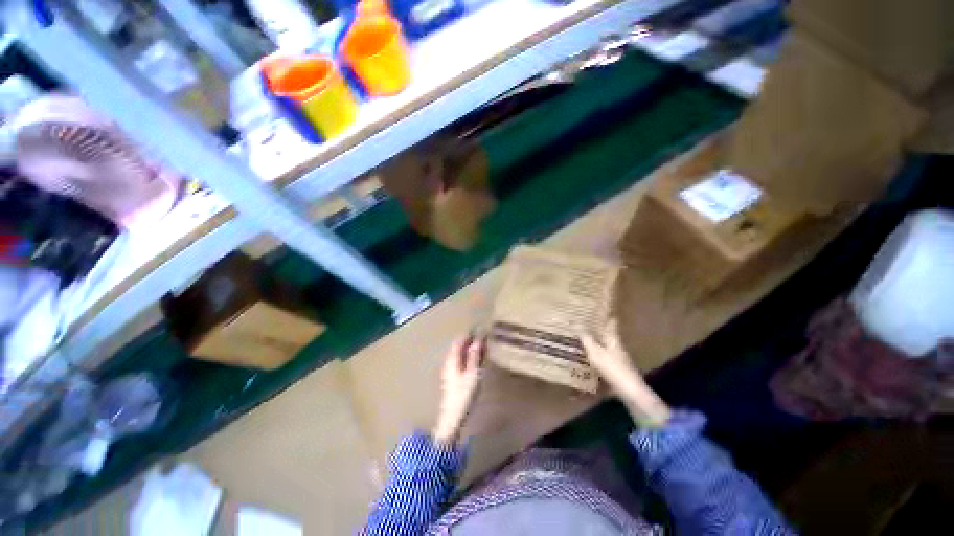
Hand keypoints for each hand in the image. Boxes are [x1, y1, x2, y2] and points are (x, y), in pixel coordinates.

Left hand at [433, 335, 484, 446]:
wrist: (452, 418)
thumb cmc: (463, 395)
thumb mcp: (472, 374)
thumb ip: (474, 357)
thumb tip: (477, 340)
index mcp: (452, 360)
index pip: (459, 341)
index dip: (468, 334)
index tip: (478, 328)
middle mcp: (449, 362)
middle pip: (458, 347)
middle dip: (469, 340)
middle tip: (481, 336)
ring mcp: (449, 371)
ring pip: (459, 354)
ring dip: (468, 349)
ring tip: (480, 346)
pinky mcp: (452, 379)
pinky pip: (460, 361)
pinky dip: (467, 357)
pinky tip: (474, 360)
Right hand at [581, 319, 670, 426]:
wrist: (630, 393)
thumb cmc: (613, 369)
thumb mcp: (596, 352)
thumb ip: (586, 339)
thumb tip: (576, 323)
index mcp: (613, 341)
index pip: (611, 325)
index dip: (608, 317)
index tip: (606, 310)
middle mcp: (617, 349)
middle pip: (609, 337)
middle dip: (601, 331)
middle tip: (590, 325)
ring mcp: (619, 361)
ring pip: (607, 349)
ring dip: (598, 345)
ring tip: (586, 341)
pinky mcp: (617, 373)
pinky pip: (605, 362)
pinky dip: (598, 359)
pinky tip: (590, 363)